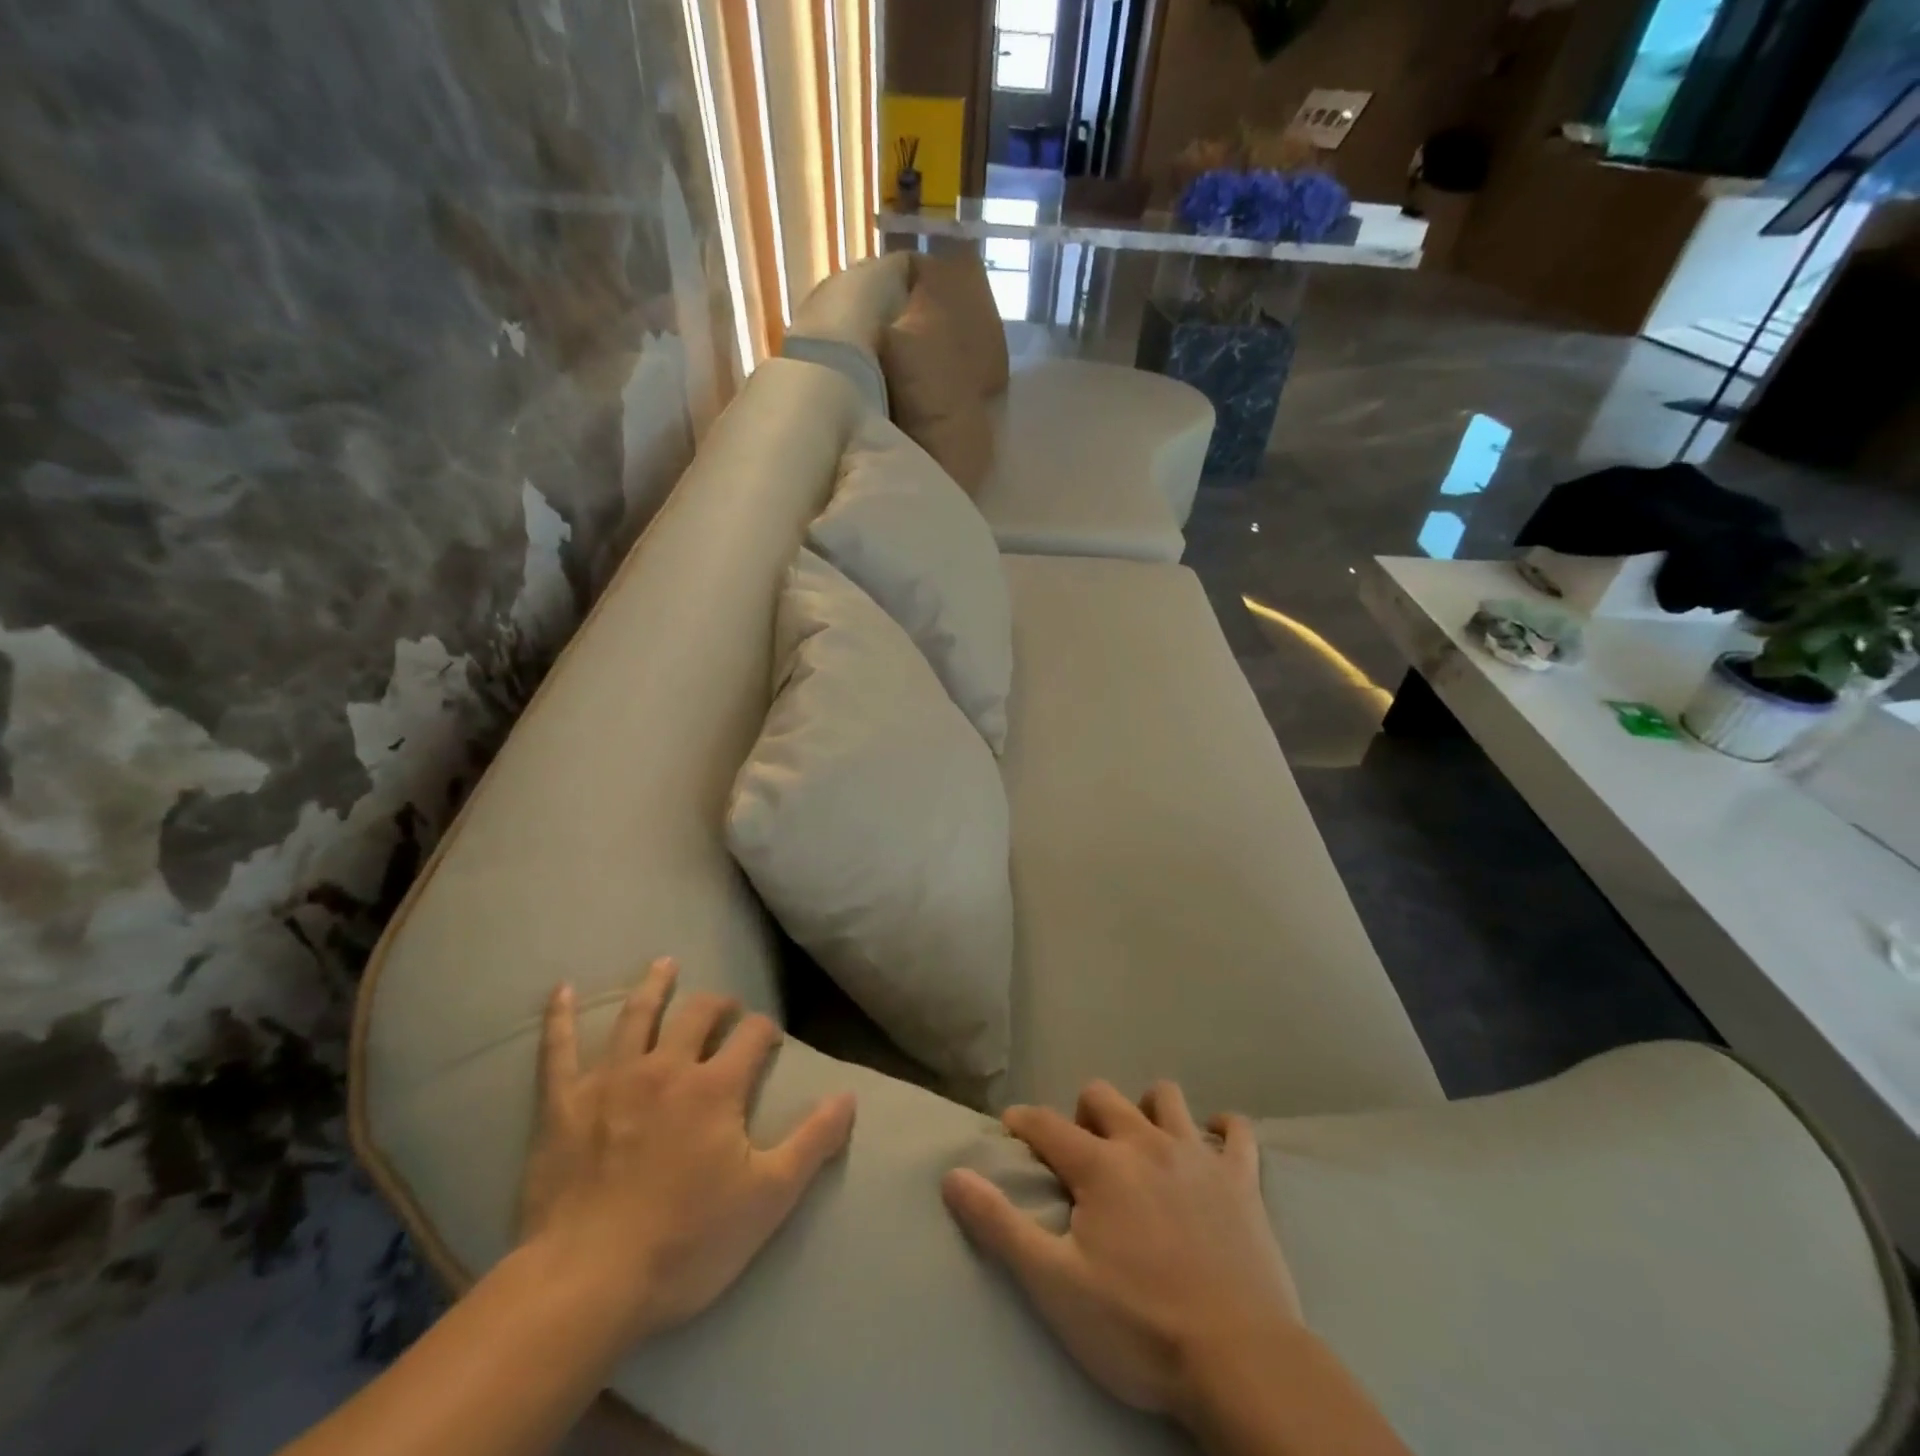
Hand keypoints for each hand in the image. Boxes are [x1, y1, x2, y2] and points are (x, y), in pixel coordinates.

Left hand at [518, 957, 856, 1346]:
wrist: (585, 1285)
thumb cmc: (686, 1243)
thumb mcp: (768, 1199)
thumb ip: (813, 1141)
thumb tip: (849, 1095)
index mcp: (716, 1087)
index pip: (751, 1035)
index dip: (765, 1030)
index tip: (768, 1039)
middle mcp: (666, 1068)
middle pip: (697, 1014)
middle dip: (718, 1004)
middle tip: (726, 1007)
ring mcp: (611, 1082)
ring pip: (637, 1016)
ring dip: (655, 987)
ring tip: (665, 964)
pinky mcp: (563, 1105)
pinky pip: (558, 1051)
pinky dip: (560, 1018)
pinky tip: (562, 990)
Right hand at [941, 1080, 1299, 1417]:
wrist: (1240, 1362)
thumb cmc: (1138, 1327)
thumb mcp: (1054, 1285)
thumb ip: (1000, 1225)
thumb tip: (952, 1175)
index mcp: (1100, 1166)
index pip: (1046, 1125)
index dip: (1023, 1122)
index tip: (1011, 1128)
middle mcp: (1145, 1143)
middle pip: (1103, 1096)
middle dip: (1082, 1111)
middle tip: (1079, 1149)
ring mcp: (1197, 1157)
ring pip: (1166, 1097)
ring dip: (1147, 1107)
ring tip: (1141, 1140)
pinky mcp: (1242, 1179)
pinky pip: (1236, 1131)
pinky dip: (1222, 1128)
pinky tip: (1213, 1140)